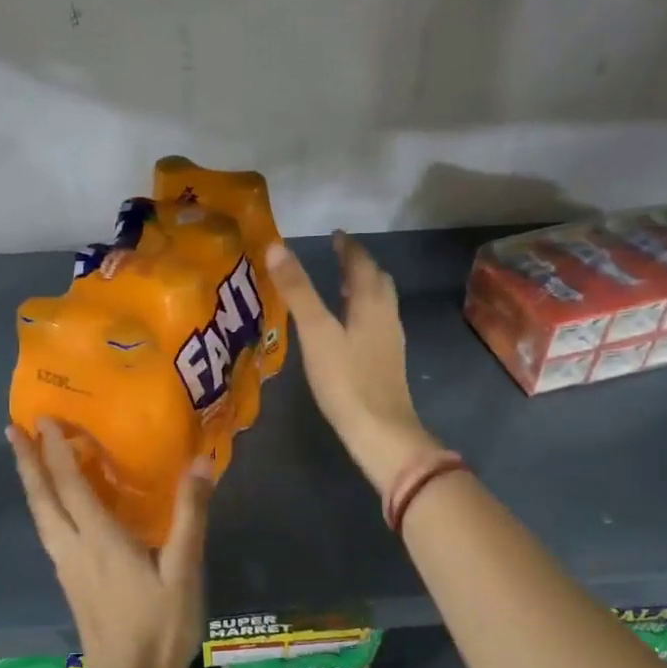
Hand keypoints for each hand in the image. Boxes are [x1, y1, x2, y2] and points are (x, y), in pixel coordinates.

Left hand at [8, 418, 210, 667]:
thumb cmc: (161, 629)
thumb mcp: (184, 571)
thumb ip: (189, 516)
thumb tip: (200, 462)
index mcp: (100, 541)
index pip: (70, 485)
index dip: (56, 450)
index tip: (43, 418)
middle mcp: (74, 550)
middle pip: (42, 499)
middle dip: (26, 462)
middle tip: (11, 429)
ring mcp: (68, 570)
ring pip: (41, 518)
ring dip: (32, 484)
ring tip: (27, 459)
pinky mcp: (71, 586)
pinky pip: (50, 533)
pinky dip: (46, 507)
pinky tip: (55, 508)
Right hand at [266, 233, 442, 493]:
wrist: (380, 431)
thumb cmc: (346, 380)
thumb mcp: (316, 332)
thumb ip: (297, 290)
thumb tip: (276, 247)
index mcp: (371, 301)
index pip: (361, 263)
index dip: (348, 247)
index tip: (335, 235)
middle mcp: (386, 315)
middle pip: (377, 280)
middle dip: (358, 265)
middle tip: (338, 257)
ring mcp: (390, 341)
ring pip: (379, 303)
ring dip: (362, 289)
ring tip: (340, 288)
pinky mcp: (387, 363)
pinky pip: (376, 324)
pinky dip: (362, 313)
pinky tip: (347, 330)